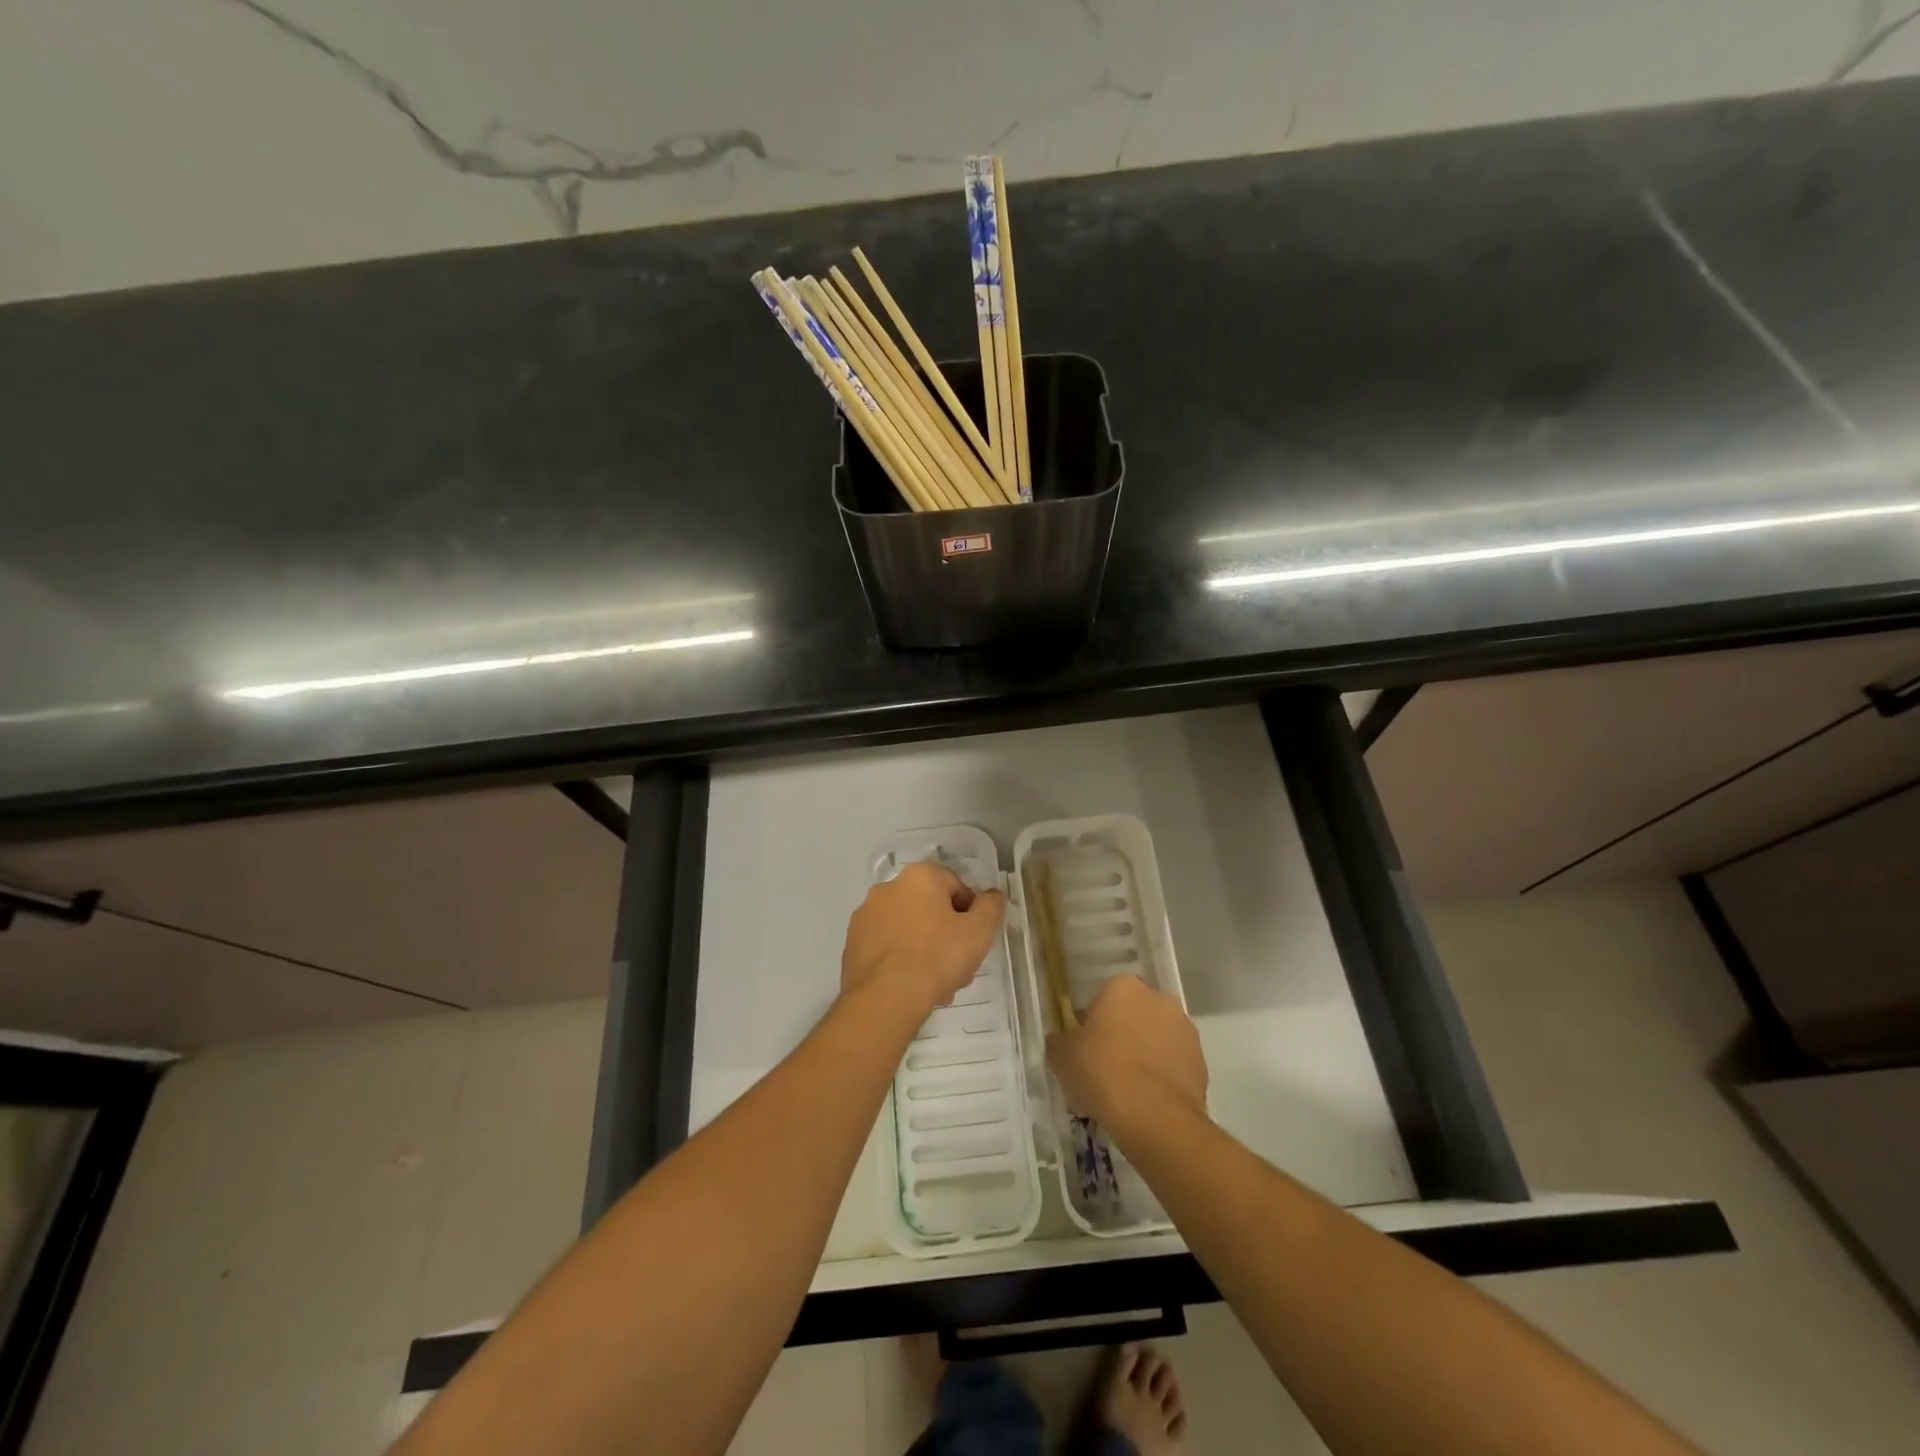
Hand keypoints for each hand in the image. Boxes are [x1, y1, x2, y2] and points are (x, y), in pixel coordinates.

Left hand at [841, 861, 1006, 1016]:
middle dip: (946, 933)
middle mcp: (887, 887)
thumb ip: (991, 907)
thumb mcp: (979, 932)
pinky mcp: (852, 943)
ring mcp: (865, 915)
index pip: (956, 887)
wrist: (885, 999)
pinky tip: (911, 986)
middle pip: (930, 907)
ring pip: (907, 928)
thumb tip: (992, 895)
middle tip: (957, 965)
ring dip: (924, 948)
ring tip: (936, 983)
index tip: (973, 941)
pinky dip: (900, 960)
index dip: (971, 914)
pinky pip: (887, 946)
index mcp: (918, 876)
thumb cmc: (937, 958)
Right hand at [1047, 976, 1207, 1134]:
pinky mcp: (1201, 1060)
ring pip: (1157, 1036)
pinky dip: (1163, 1074)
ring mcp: (1184, 1028)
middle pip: (1133, 1013)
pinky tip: (1149, 1098)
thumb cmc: (1101, 1072)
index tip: (1085, 1048)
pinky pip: (1174, 1061)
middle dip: (1122, 1032)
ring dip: (1146, 1051)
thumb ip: (1060, 1040)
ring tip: (1129, 1087)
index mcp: (1122, 987)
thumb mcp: (1062, 1057)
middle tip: (1105, 1065)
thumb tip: (1061, 1039)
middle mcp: (1158, 998)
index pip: (1102, 998)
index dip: (1091, 1023)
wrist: (1153, 1116)